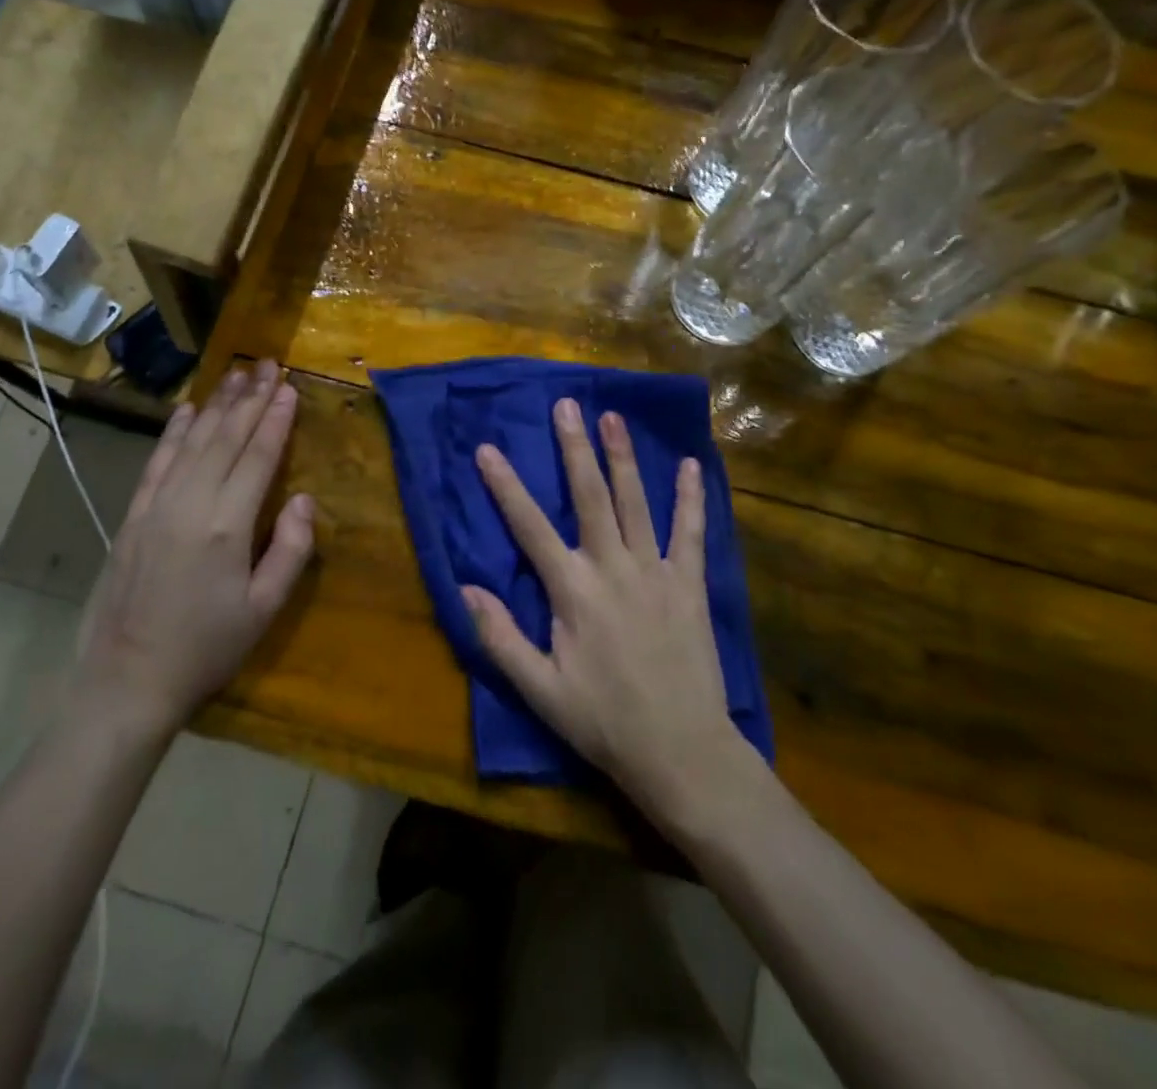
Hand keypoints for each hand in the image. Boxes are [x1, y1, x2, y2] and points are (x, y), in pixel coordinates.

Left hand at [77, 359, 315, 737]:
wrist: (126, 682)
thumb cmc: (206, 648)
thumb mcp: (264, 609)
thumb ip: (290, 550)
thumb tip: (302, 499)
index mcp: (227, 526)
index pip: (257, 457)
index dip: (275, 420)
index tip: (289, 387)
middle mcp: (190, 504)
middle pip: (225, 438)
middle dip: (249, 398)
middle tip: (267, 364)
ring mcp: (156, 507)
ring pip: (191, 442)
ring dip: (216, 405)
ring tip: (236, 374)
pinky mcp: (133, 517)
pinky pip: (157, 462)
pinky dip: (173, 432)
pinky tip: (186, 410)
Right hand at [464, 399, 745, 817]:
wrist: (681, 750)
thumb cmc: (604, 721)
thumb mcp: (540, 690)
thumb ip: (500, 637)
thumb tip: (465, 587)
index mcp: (573, 591)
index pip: (530, 527)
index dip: (506, 487)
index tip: (487, 449)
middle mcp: (613, 568)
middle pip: (591, 497)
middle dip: (575, 449)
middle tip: (567, 405)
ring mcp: (656, 572)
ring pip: (637, 503)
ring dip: (623, 458)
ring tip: (614, 417)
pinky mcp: (689, 584)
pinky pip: (691, 532)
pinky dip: (690, 497)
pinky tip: (688, 465)